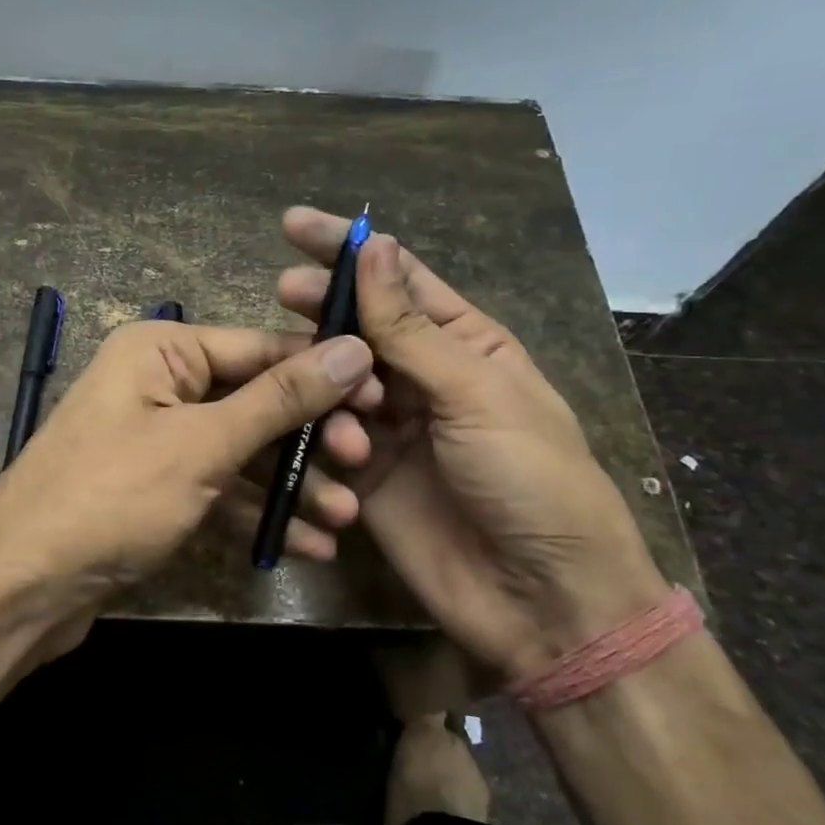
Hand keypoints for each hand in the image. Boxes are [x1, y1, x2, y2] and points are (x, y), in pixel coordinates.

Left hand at [0, 319, 379, 631]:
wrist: (21, 586)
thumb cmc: (110, 497)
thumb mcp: (202, 444)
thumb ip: (279, 399)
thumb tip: (352, 347)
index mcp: (161, 350)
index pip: (259, 346)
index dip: (322, 371)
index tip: (381, 398)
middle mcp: (159, 384)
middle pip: (254, 399)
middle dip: (309, 437)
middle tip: (362, 464)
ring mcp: (157, 438)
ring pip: (241, 450)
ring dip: (291, 484)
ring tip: (346, 518)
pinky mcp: (156, 488)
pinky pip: (219, 488)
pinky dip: (257, 512)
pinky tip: (307, 543)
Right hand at [278, 208, 667, 683]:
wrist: (541, 599)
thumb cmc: (530, 480)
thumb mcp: (476, 393)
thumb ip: (411, 328)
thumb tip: (374, 249)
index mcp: (465, 344)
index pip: (398, 279)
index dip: (348, 250)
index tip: (293, 224)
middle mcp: (422, 377)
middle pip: (357, 325)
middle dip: (321, 307)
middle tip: (283, 292)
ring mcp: (389, 426)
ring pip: (333, 379)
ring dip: (327, 379)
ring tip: (337, 401)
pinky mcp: (363, 474)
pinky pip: (325, 437)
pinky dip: (321, 435)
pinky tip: (337, 450)